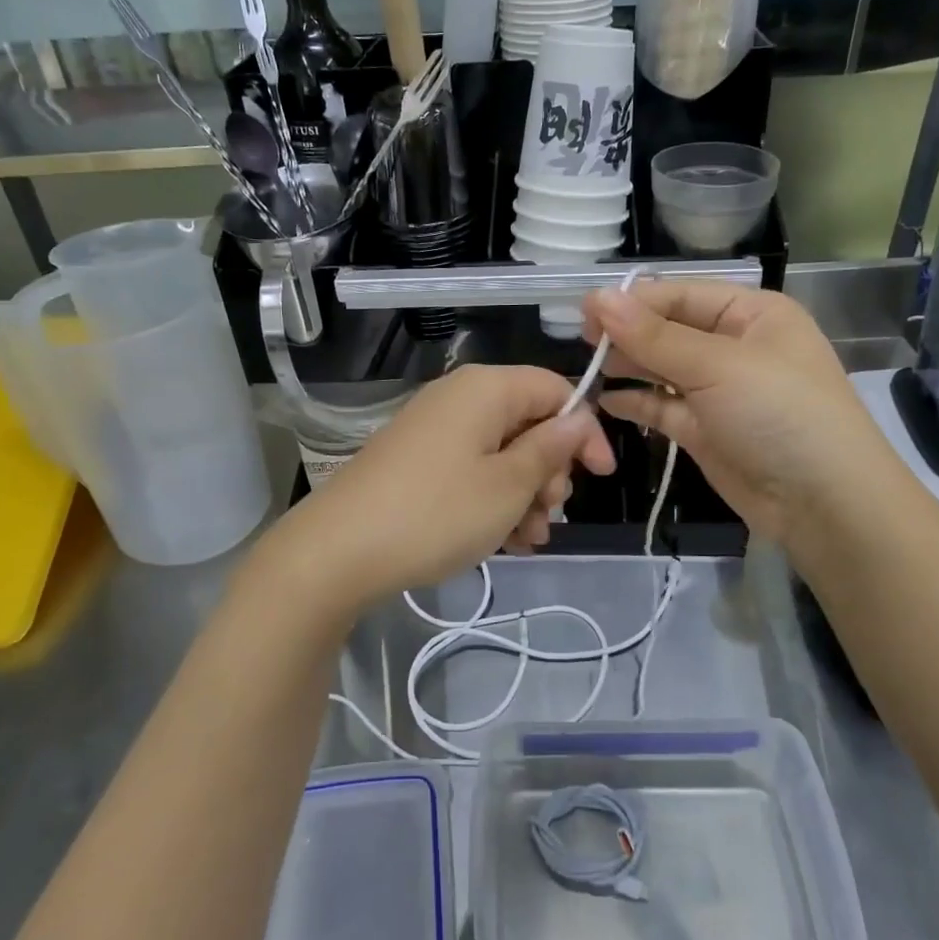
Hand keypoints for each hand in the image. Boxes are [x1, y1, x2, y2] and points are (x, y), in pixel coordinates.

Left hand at [268, 365, 615, 613]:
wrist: (338, 551)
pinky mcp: (416, 462)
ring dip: (524, 495)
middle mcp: (459, 399)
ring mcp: (433, 431)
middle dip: (550, 472)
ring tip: (527, 540)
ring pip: (501, 453)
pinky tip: (502, 542)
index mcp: (485, 389)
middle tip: (550, 515)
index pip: (555, 390)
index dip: (584, 431)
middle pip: (527, 423)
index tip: (601, 477)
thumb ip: (550, 449)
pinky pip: (471, 471)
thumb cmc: (437, 512)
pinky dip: (492, 501)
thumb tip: (578, 418)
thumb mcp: (508, 485)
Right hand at [583, 281, 868, 543]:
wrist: (823, 504)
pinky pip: (662, 406)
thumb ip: (654, 335)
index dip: (634, 301)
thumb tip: (596, 298)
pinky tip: (604, 399)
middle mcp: (734, 346)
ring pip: (662, 368)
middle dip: (628, 333)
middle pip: (669, 329)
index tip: (584, 312)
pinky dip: (635, 402)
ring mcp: (718, 390)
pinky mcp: (704, 430)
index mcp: (751, 314)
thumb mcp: (717, 366)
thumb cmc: (778, 414)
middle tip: (581, 341)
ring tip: (588, 367)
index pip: (681, 294)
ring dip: (628, 366)